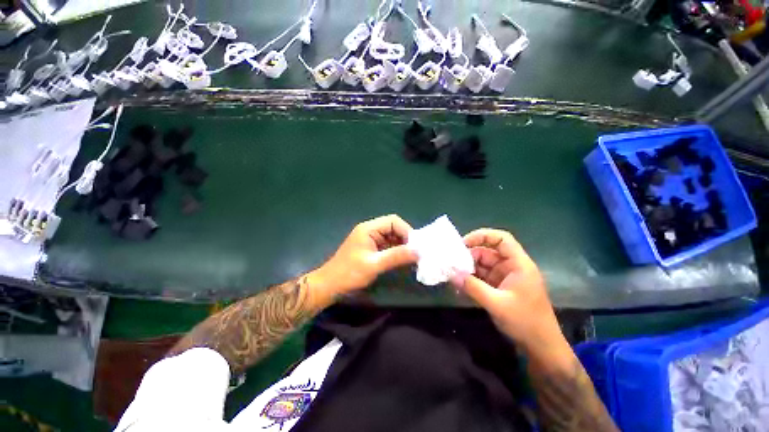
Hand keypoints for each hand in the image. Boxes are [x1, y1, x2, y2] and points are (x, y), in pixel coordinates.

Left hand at [312, 215, 417, 296]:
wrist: (329, 286)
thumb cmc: (349, 273)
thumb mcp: (374, 265)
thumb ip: (396, 256)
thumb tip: (418, 251)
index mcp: (369, 228)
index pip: (393, 221)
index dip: (406, 231)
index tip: (416, 246)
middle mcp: (370, 230)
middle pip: (393, 228)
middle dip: (406, 238)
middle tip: (416, 252)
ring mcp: (370, 240)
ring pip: (392, 237)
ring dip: (402, 245)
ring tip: (413, 257)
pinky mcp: (371, 249)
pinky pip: (387, 245)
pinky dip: (396, 251)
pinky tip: (403, 259)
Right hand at [452, 229, 566, 359]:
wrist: (541, 348)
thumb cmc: (526, 323)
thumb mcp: (497, 304)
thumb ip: (473, 287)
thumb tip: (451, 274)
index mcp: (518, 264)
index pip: (501, 239)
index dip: (481, 236)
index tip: (463, 243)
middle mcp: (511, 267)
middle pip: (487, 252)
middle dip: (469, 256)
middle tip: (451, 263)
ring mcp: (504, 277)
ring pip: (482, 265)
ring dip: (467, 269)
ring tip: (451, 274)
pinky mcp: (499, 288)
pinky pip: (481, 277)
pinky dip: (470, 280)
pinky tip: (459, 285)